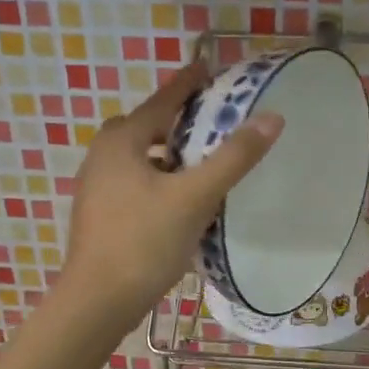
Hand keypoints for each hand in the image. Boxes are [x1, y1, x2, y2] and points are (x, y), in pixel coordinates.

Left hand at [61, 61, 281, 322]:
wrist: (97, 301)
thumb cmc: (144, 242)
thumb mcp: (195, 197)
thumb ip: (233, 158)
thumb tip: (272, 118)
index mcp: (122, 141)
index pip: (162, 100)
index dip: (187, 83)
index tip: (207, 67)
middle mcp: (102, 156)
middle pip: (146, 127)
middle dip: (176, 121)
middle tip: (210, 123)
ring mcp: (96, 187)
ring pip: (139, 158)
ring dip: (167, 155)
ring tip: (200, 164)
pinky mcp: (99, 215)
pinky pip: (134, 183)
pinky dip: (158, 181)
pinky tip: (178, 202)